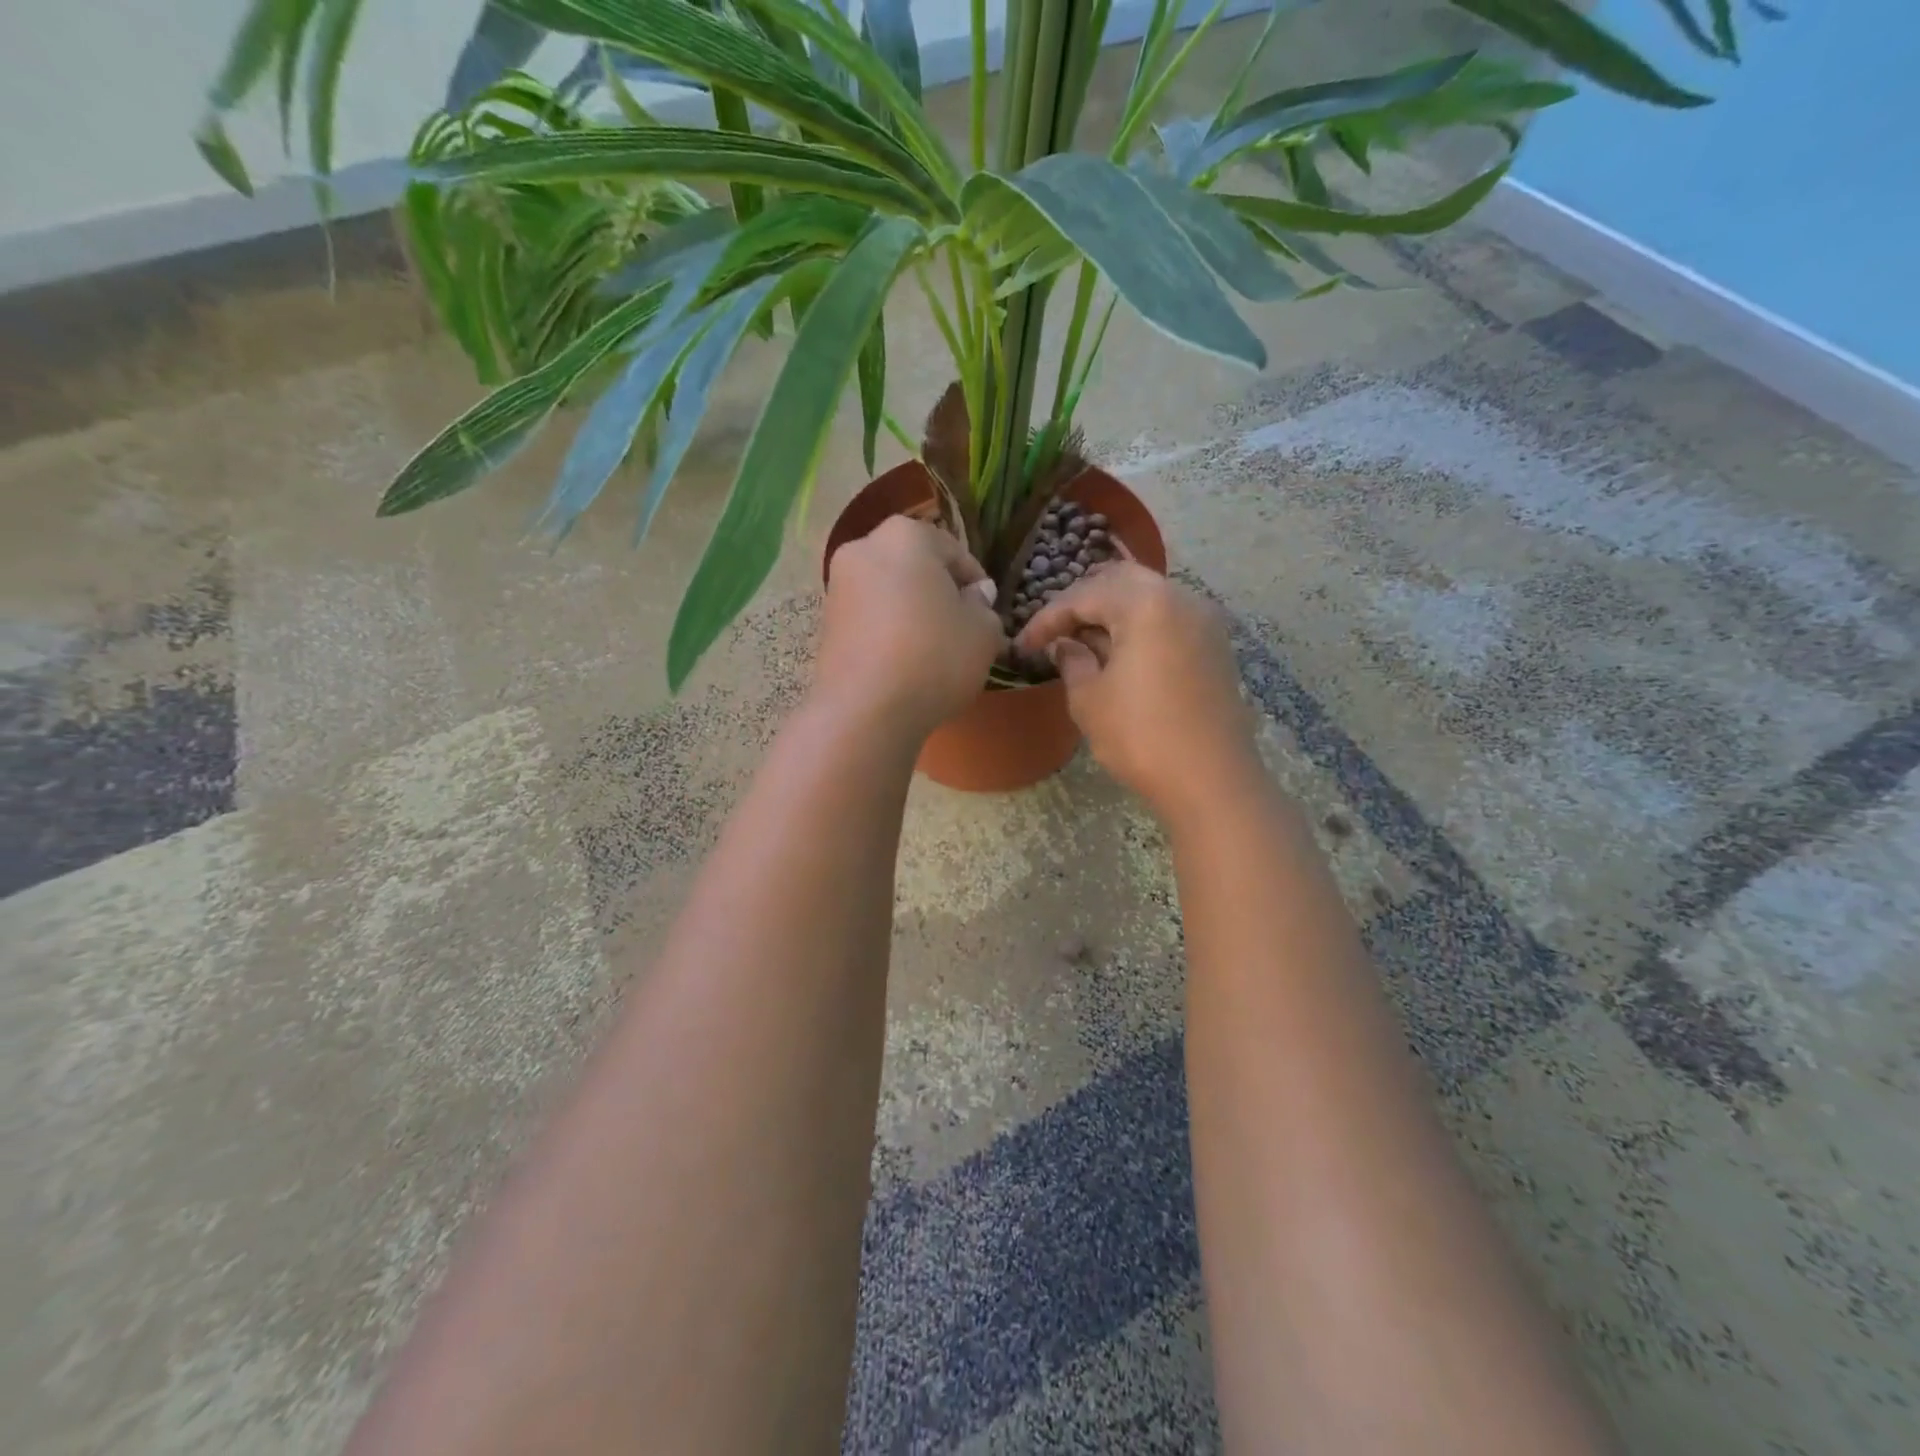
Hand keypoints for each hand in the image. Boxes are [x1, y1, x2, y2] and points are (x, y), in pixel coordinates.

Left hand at [818, 516, 1004, 737]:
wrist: (866, 710)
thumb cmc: (934, 657)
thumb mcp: (983, 632)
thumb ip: (984, 607)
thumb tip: (974, 596)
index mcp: (906, 535)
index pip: (954, 551)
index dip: (976, 583)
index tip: (987, 613)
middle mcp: (864, 549)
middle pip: (915, 567)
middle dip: (938, 592)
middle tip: (960, 628)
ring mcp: (838, 586)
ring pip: (889, 592)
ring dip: (911, 612)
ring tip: (932, 650)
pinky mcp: (825, 623)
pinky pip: (869, 618)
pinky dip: (888, 632)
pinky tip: (903, 663)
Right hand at [1016, 564, 1259, 822]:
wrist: (1211, 780)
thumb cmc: (1141, 736)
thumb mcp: (1089, 699)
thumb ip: (1072, 661)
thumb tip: (1064, 645)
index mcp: (1145, 603)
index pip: (1083, 596)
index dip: (1047, 619)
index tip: (1023, 646)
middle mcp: (1180, 597)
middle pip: (1120, 581)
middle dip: (1082, 602)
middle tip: (1055, 632)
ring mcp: (1204, 620)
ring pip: (1148, 596)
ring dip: (1112, 612)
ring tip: (1083, 643)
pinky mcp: (1215, 645)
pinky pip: (1168, 618)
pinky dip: (1139, 625)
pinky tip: (1119, 654)